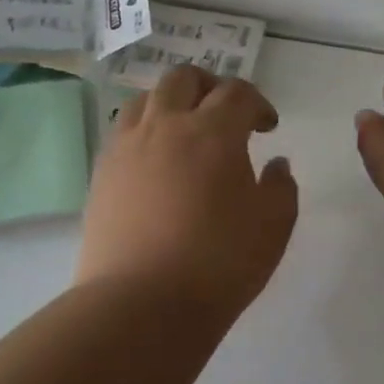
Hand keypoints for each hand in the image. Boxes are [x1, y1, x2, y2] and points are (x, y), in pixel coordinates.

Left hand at [76, 66, 298, 320]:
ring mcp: (127, 147)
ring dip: (172, 103)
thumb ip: (281, 186)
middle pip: (184, 79)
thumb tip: (275, 164)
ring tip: (186, 131)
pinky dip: (145, 130)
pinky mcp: (102, 173)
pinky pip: (123, 131)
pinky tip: (156, 160)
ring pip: (147, 98)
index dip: (257, 103)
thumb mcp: (273, 226)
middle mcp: (166, 126)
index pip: (238, 93)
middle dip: (211, 87)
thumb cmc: (219, 263)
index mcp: (213, 132)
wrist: (141, 304)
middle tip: (226, 114)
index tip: (267, 127)